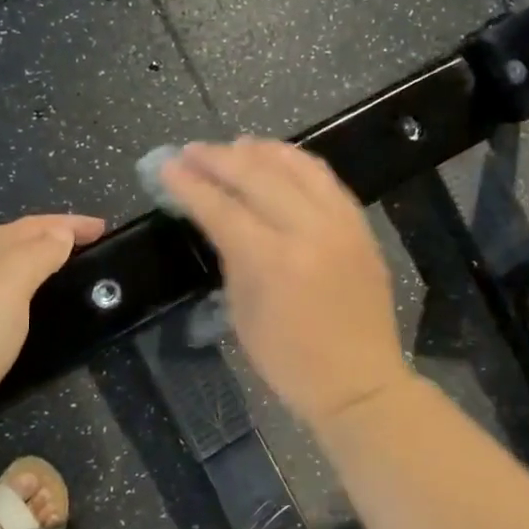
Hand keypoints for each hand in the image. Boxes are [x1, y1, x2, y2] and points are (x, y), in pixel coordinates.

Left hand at [0, 213, 105, 480]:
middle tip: (83, 249)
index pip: (27, 230)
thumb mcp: (2, 293)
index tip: (103, 228)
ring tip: (57, 285)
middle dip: (44, 239)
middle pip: (4, 248)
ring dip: (25, 272)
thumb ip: (32, 260)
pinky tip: (14, 332)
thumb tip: (57, 231)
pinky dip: (8, 310)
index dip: (65, 223)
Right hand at [161, 139, 414, 431]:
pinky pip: (327, 180)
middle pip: (258, 176)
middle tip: (192, 151)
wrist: (359, 383)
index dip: (190, 185)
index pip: (222, 208)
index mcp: (273, 261)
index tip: (167, 166)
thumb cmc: (289, 361)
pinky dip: (298, 163)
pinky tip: (279, 160)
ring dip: (262, 151)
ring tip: (235, 145)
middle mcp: (309, 231)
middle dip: (219, 159)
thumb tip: (219, 218)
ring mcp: (341, 225)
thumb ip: (232, 257)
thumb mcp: (243, 314)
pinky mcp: (361, 227)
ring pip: (298, 167)